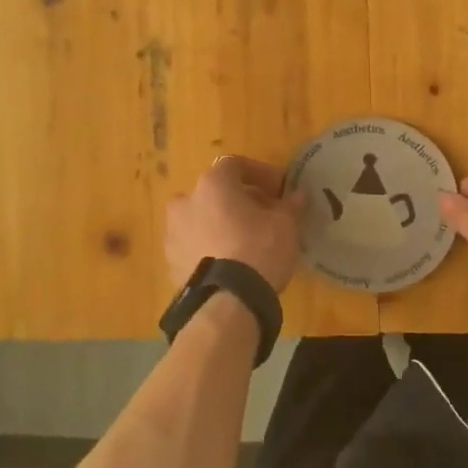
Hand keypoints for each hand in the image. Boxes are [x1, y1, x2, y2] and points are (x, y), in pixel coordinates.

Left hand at [166, 155, 306, 292]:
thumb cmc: (258, 250)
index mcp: (212, 184)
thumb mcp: (285, 225)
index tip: (279, 190)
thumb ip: (290, 205)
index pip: (235, 165)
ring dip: (222, 223)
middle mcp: (185, 202)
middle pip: (216, 192)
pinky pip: (195, 245)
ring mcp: (173, 233)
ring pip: (202, 219)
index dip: (260, 174)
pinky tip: (230, 263)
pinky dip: (211, 247)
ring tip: (247, 242)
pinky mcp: (170, 262)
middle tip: (265, 216)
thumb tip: (297, 195)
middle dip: (240, 200)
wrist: (226, 302)